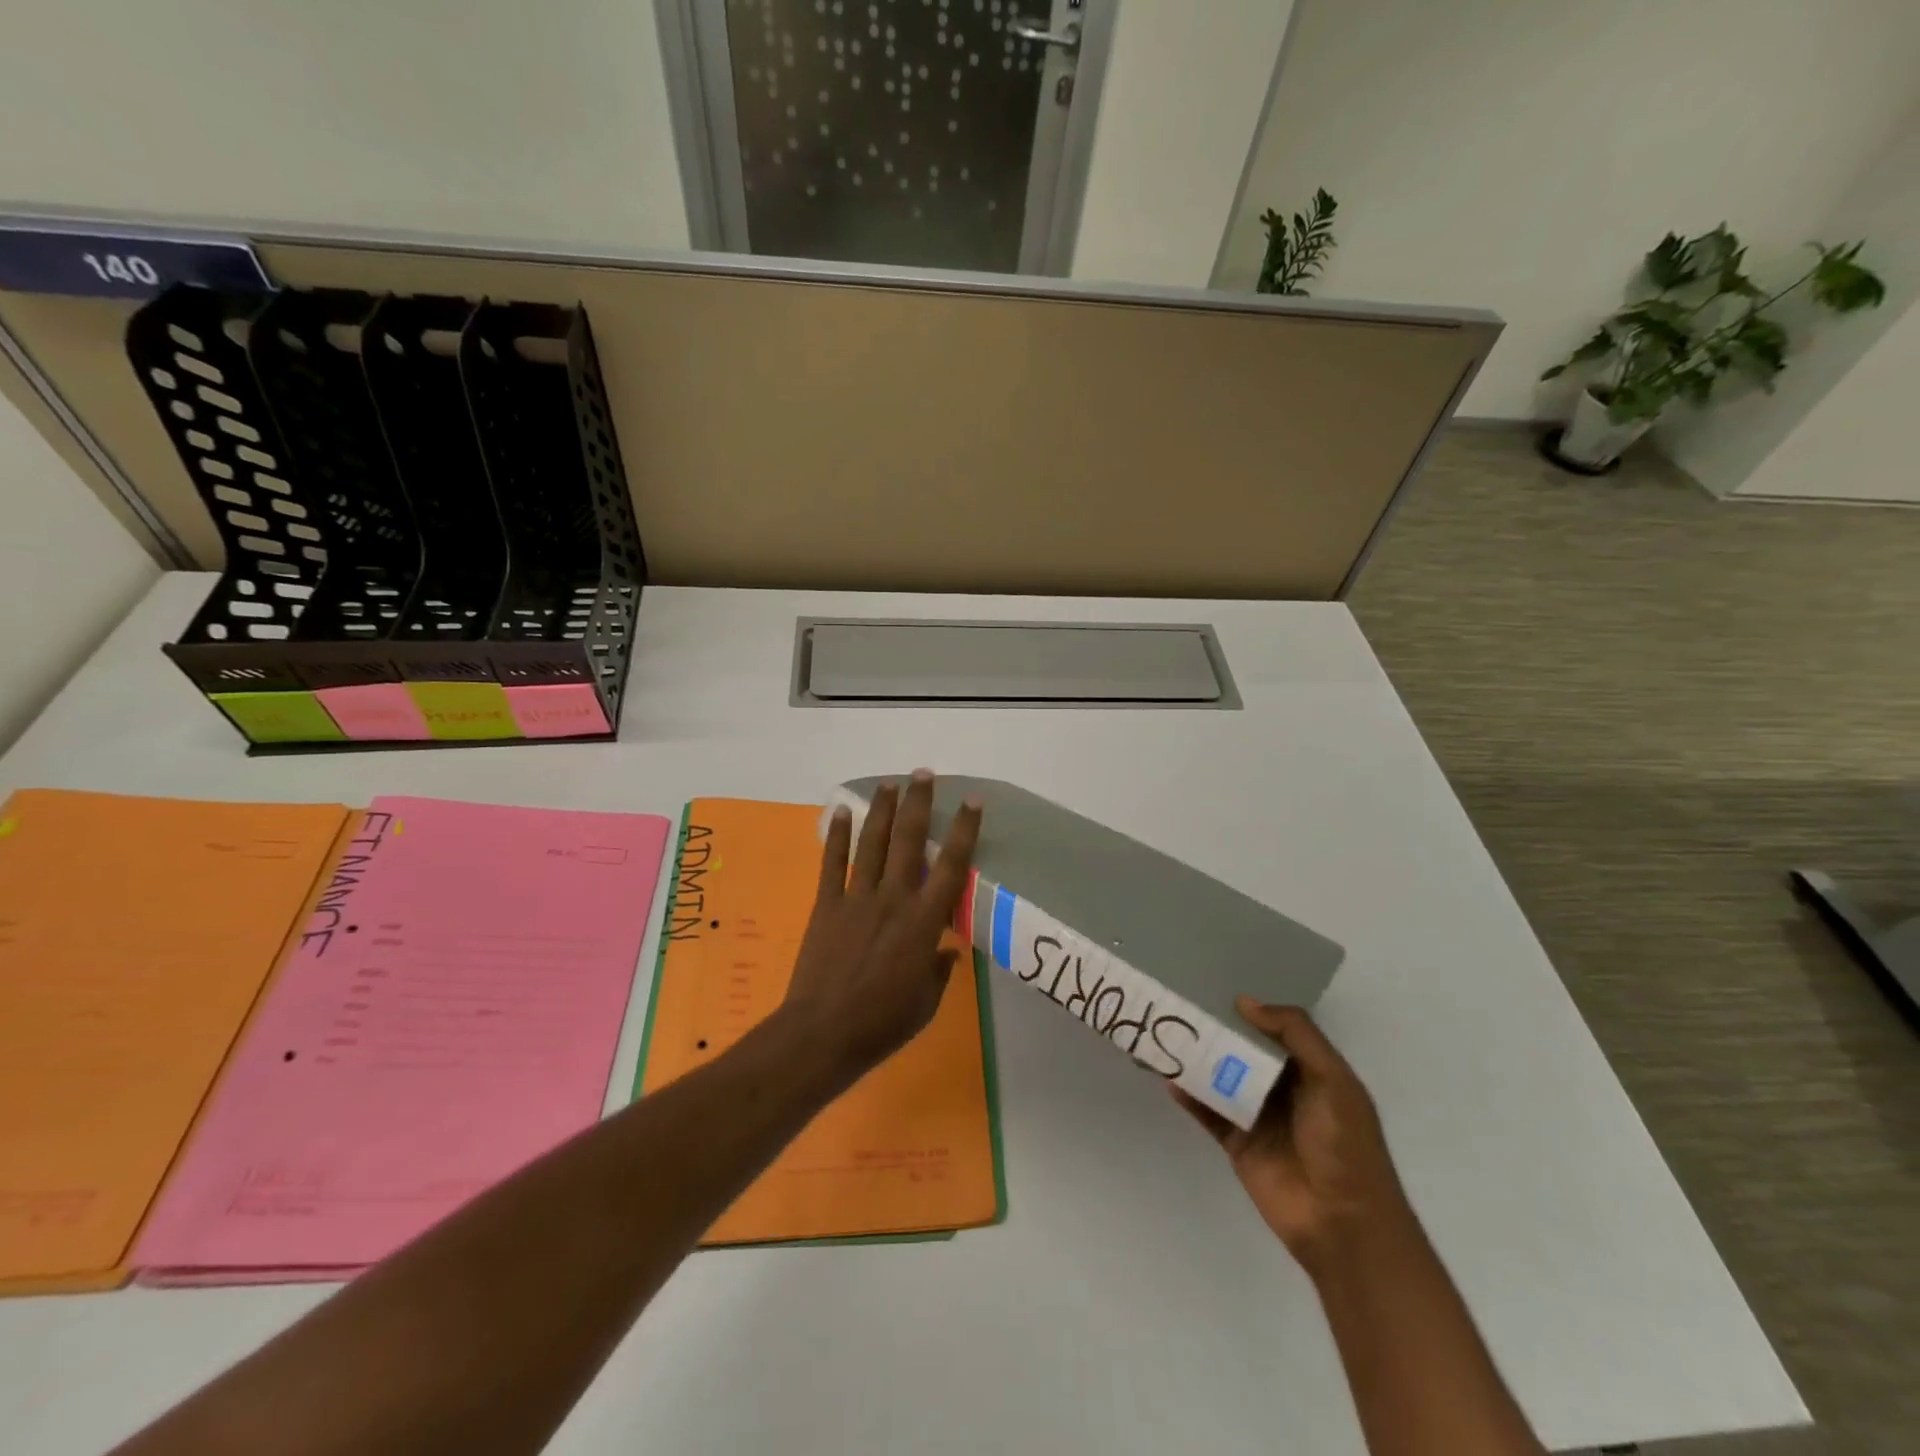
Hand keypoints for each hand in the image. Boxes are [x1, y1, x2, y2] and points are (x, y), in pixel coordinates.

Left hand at [780, 770, 982, 1080]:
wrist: (823, 1033)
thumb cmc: (883, 1023)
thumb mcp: (926, 1003)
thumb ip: (939, 971)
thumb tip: (946, 952)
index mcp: (924, 922)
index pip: (952, 866)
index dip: (964, 830)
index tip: (972, 800)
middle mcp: (894, 899)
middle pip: (909, 840)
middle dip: (918, 803)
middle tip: (923, 774)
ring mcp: (857, 898)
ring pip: (873, 843)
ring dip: (882, 810)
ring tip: (890, 783)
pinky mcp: (827, 905)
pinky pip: (833, 863)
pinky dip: (837, 836)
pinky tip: (841, 810)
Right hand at [1174, 998, 1414, 1276]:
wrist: (1343, 1223)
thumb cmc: (1345, 1144)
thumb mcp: (1332, 1080)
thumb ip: (1295, 1034)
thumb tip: (1244, 1002)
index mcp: (1310, 1071)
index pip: (1273, 1031)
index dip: (1246, 1011)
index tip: (1211, 986)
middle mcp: (1282, 1089)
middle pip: (1241, 1052)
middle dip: (1214, 1031)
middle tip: (1177, 1005)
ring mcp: (1257, 1116)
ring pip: (1220, 1078)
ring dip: (1195, 1060)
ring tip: (1163, 1036)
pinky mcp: (1237, 1142)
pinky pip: (1208, 1112)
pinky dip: (1189, 1095)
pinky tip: (1168, 1078)